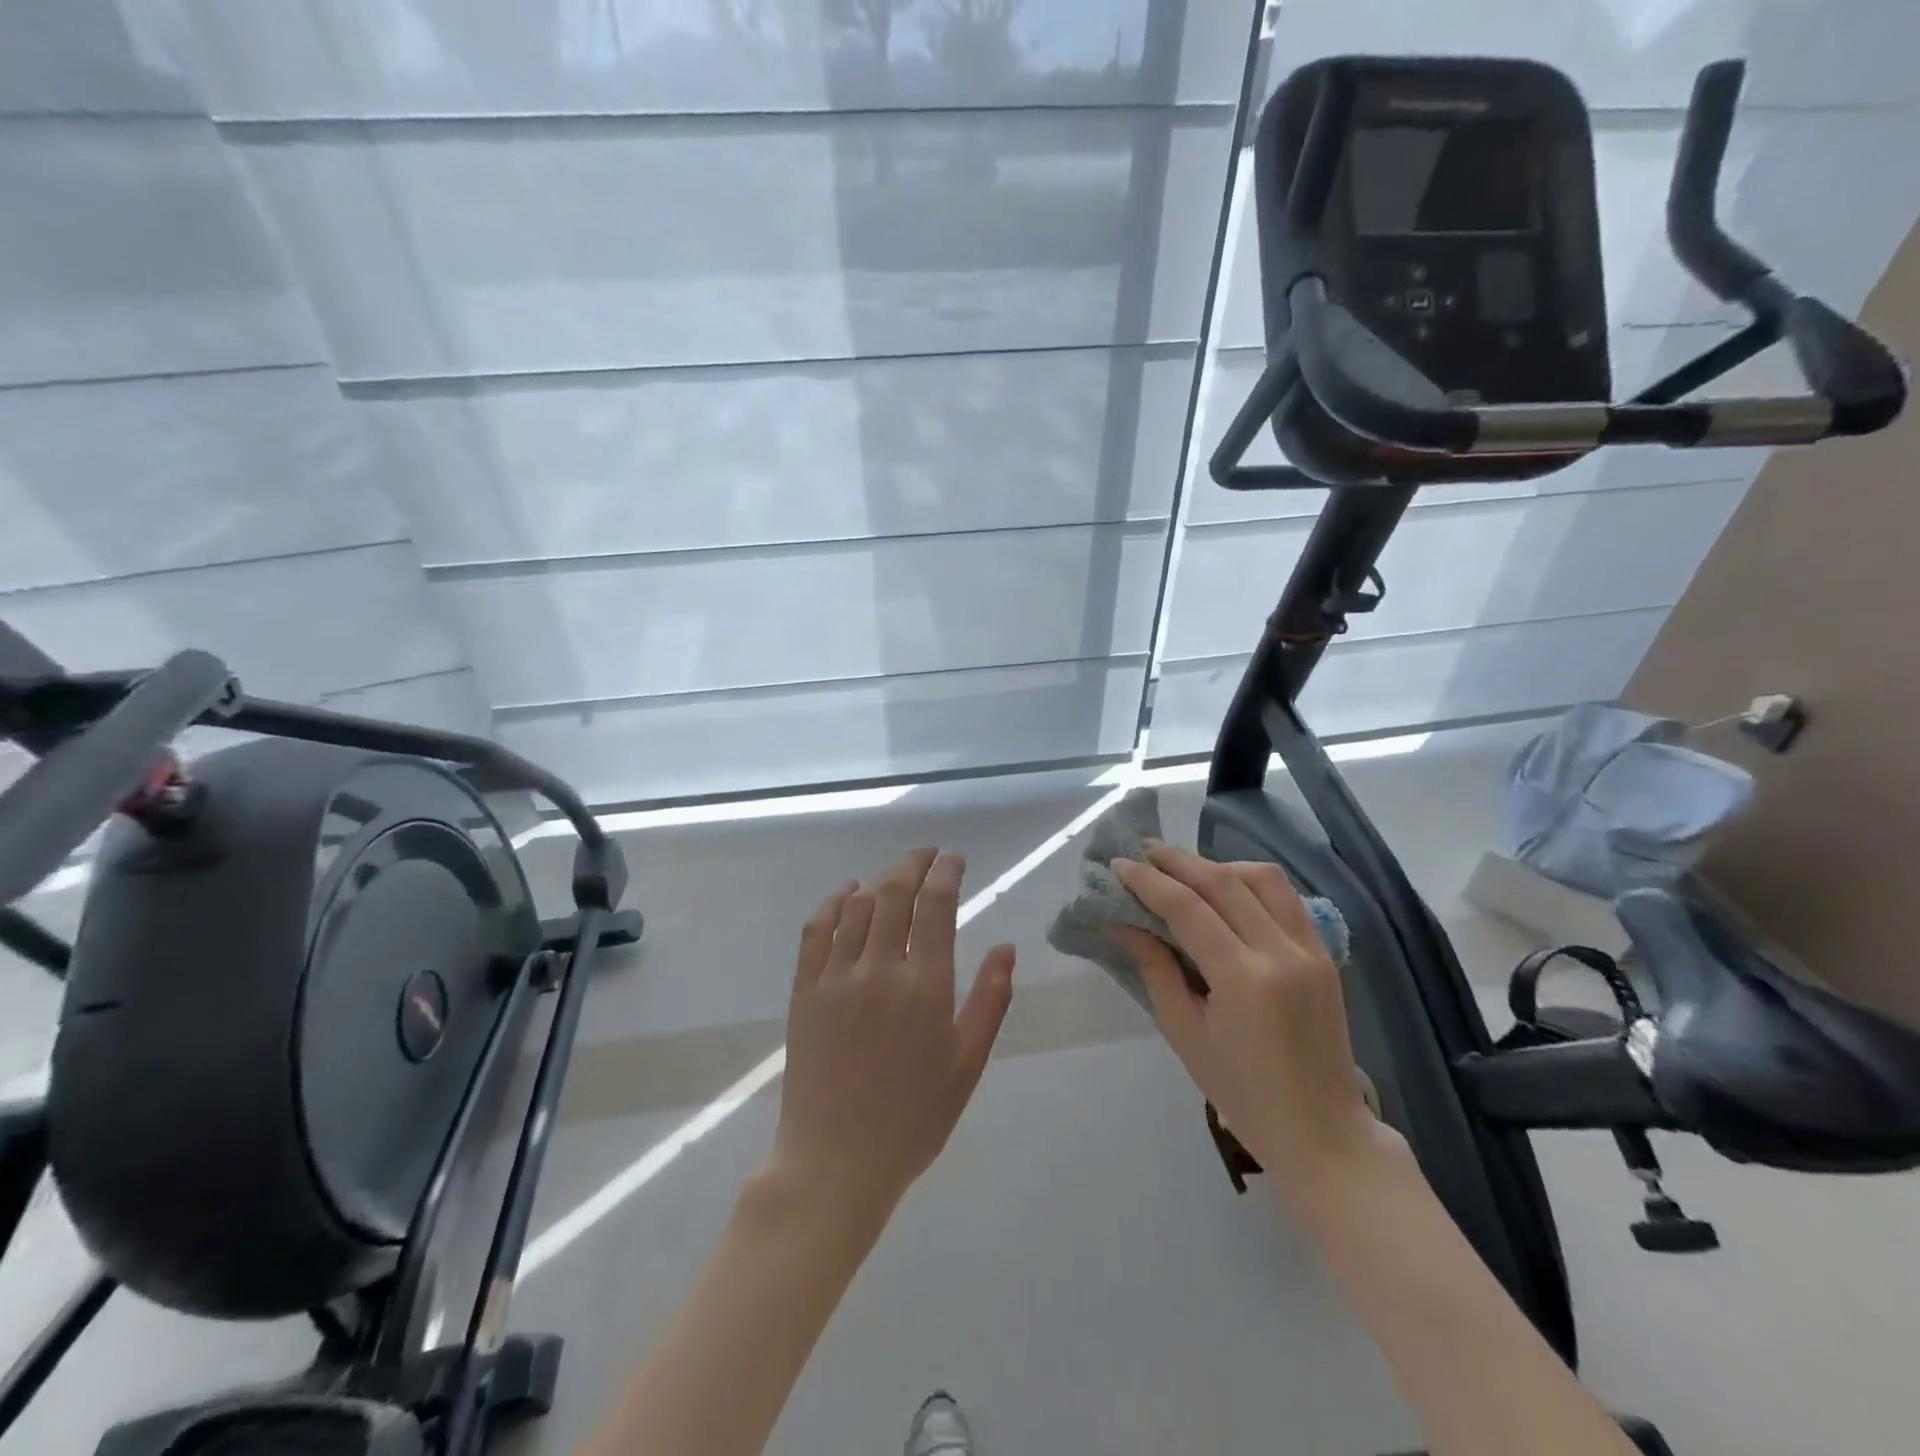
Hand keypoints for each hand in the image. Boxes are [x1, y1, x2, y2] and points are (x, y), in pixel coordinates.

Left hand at [770, 849, 1016, 1221]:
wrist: (835, 1163)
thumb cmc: (913, 1120)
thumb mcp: (966, 1066)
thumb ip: (990, 1001)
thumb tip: (1007, 948)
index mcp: (924, 987)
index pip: (935, 906)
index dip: (946, 873)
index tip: (954, 858)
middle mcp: (878, 970)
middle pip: (894, 893)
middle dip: (914, 864)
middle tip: (928, 855)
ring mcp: (835, 978)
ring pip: (858, 905)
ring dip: (881, 879)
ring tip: (897, 873)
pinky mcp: (804, 991)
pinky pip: (817, 930)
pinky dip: (834, 902)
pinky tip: (847, 892)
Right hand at [1112, 843, 1394, 1199]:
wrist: (1322, 1132)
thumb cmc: (1242, 1094)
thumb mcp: (1185, 1034)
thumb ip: (1155, 970)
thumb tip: (1122, 922)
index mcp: (1244, 980)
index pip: (1188, 908)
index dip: (1148, 881)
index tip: (1118, 865)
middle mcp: (1281, 952)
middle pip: (1224, 882)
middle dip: (1178, 860)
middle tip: (1142, 850)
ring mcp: (1310, 949)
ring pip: (1262, 878)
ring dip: (1218, 865)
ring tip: (1184, 869)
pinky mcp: (1325, 953)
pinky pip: (1286, 898)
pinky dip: (1251, 882)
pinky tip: (1227, 888)